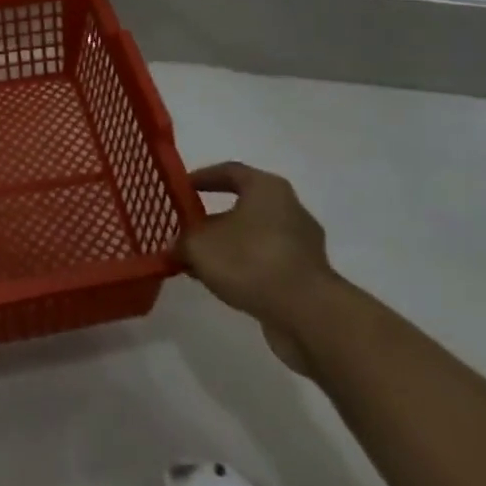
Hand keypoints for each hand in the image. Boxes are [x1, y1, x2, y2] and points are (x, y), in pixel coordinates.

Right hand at [175, 162, 339, 374]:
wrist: (308, 314)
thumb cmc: (251, 261)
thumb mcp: (200, 247)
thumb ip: (183, 241)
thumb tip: (176, 246)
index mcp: (266, 188)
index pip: (230, 171)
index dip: (203, 178)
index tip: (182, 189)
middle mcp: (289, 208)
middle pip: (244, 205)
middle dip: (213, 219)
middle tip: (188, 231)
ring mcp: (302, 243)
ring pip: (255, 237)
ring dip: (229, 248)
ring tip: (201, 264)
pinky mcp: (308, 275)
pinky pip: (268, 262)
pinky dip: (246, 268)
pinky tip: (225, 285)